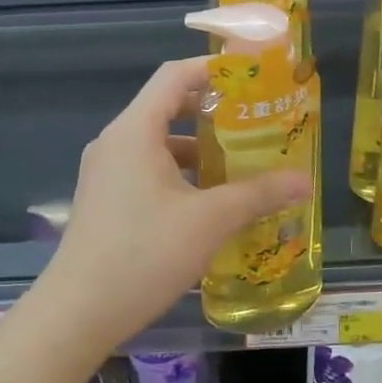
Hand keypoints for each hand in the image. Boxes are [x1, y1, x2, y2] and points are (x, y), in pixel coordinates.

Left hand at [35, 58, 313, 347]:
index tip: (250, 74)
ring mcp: (105, 173)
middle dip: (212, 112)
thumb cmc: (144, 253)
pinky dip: (179, 174)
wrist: (77, 313)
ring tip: (239, 163)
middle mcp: (115, 142)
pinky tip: (207, 202)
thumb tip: (304, 181)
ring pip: (157, 144)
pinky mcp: (104, 201)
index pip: (174, 76)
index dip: (212, 68)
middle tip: (255, 121)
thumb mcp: (209, 221)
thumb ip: (258, 194)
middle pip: (166, 107)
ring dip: (197, 149)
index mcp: (135, 131)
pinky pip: (146, 170)